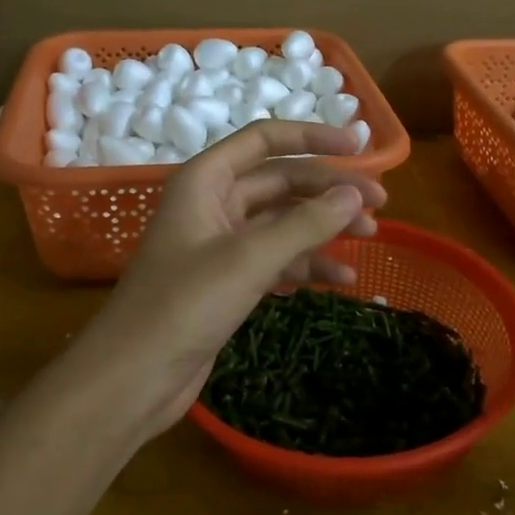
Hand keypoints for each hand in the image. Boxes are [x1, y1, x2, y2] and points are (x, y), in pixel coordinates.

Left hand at [74, 120, 386, 439]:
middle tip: (380, 204)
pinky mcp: (229, 280)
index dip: (313, 138)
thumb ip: (305, 224)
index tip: (359, 148)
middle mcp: (213, 203)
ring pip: (283, 221)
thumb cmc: (183, 305)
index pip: (265, 140)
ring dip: (324, 226)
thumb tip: (355, 194)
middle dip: (328, 190)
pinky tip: (342, 278)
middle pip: (281, 181)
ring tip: (371, 237)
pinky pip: (277, 258)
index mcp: (205, 180)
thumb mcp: (249, 259)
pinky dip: (308, 264)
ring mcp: (221, 243)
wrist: (134, 377)